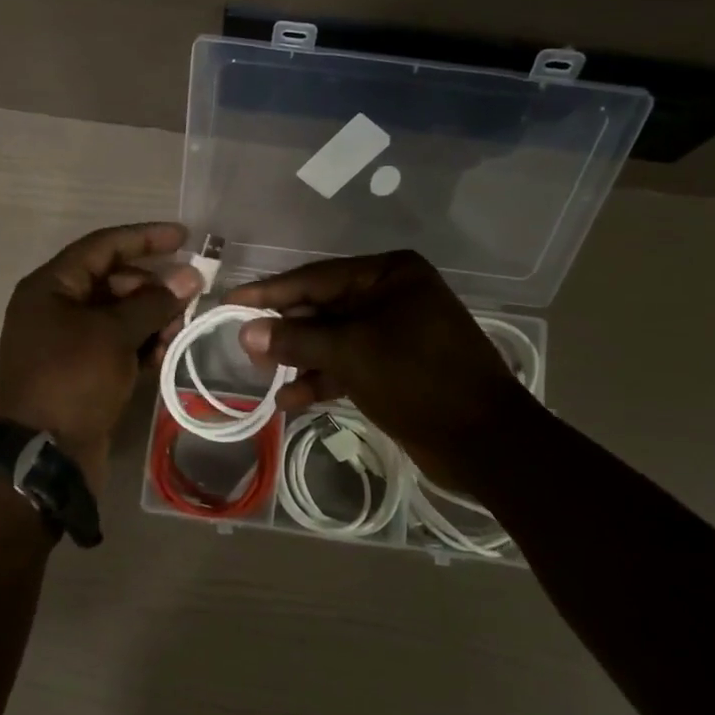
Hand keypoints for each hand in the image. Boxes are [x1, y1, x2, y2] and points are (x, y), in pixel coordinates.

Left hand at [0, 223, 202, 491]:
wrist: (39, 456)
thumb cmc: (70, 380)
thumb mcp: (112, 334)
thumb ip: (152, 302)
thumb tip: (188, 277)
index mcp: (51, 287)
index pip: (102, 246)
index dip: (144, 238)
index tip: (185, 237)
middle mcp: (57, 308)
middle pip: (113, 281)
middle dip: (153, 285)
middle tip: (191, 293)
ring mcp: (69, 343)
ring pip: (119, 316)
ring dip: (152, 317)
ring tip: (182, 327)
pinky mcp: (83, 374)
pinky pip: (118, 347)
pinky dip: (143, 346)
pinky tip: (168, 352)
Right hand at [226, 250, 532, 492]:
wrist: (484, 440)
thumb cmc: (419, 379)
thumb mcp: (352, 353)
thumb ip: (296, 339)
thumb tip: (246, 331)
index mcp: (388, 274)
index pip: (315, 277)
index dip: (269, 292)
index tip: (230, 302)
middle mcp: (390, 295)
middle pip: (321, 307)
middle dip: (285, 330)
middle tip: (247, 350)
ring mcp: (393, 332)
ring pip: (331, 338)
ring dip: (299, 358)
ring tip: (264, 375)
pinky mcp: (393, 366)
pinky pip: (346, 364)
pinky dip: (320, 378)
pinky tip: (289, 398)